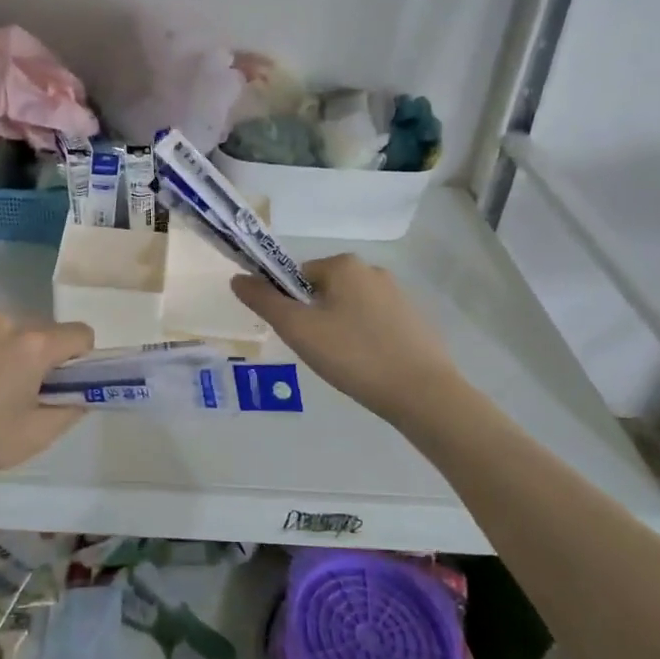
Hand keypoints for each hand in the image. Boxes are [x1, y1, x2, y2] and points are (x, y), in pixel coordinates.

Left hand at [0, 309, 94, 494]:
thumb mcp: (33, 437)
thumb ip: (70, 410)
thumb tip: (80, 394)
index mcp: (33, 345)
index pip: (80, 334)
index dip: (79, 359)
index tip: (60, 383)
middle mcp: (3, 319)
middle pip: (39, 329)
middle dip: (37, 354)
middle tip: (13, 392)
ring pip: (2, 327)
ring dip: (2, 347)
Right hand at [232, 255, 462, 422]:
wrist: (422, 393)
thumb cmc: (353, 355)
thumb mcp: (298, 329)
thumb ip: (264, 301)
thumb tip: (237, 278)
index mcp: (344, 265)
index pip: (297, 276)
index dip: (289, 305)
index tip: (297, 335)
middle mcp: (372, 271)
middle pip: (324, 291)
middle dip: (314, 318)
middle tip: (318, 352)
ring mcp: (398, 295)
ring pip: (349, 308)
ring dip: (339, 330)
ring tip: (344, 363)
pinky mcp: (415, 321)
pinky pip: (374, 324)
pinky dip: (364, 340)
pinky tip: (368, 366)